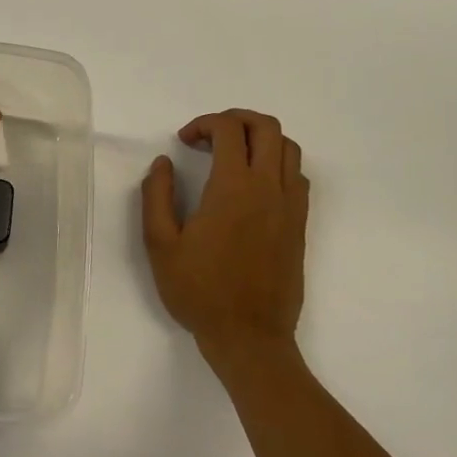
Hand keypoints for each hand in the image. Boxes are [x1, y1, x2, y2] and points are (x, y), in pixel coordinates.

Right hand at [141, 109, 309, 384]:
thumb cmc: (199, 290)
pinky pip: (297, 176)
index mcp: (233, 188)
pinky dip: (277, 164)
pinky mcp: (299, 225)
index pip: (229, 130)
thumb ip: (156, 196)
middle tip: (208, 136)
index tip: (183, 141)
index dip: (203, 124)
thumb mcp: (160, 244)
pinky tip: (252, 185)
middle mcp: (269, 188)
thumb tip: (163, 164)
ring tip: (231, 155)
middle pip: (267, 127)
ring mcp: (290, 206)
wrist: (248, 336)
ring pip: (289, 148)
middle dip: (235, 119)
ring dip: (260, 139)